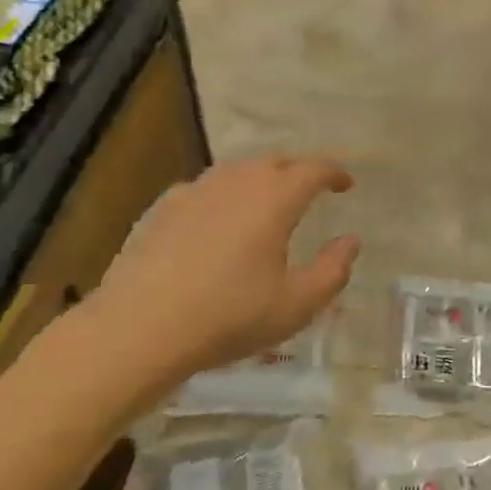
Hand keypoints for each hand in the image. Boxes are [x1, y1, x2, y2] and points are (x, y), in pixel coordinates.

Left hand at [55, 156, 358, 412]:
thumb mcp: (296, 306)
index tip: (346, 184)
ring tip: (264, 203)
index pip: (313, 169)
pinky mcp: (163, 208)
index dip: (334, 173)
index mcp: (274, 199)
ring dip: (258, 180)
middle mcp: (236, 183)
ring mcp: (195, 191)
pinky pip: (203, 189)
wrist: (141, 327)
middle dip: (296, 171)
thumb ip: (332, 271)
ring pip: (236, 171)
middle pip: (274, 161)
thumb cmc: (229, 317)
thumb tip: (350, 241)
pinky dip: (221, 196)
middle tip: (308, 192)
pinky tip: (215, 220)